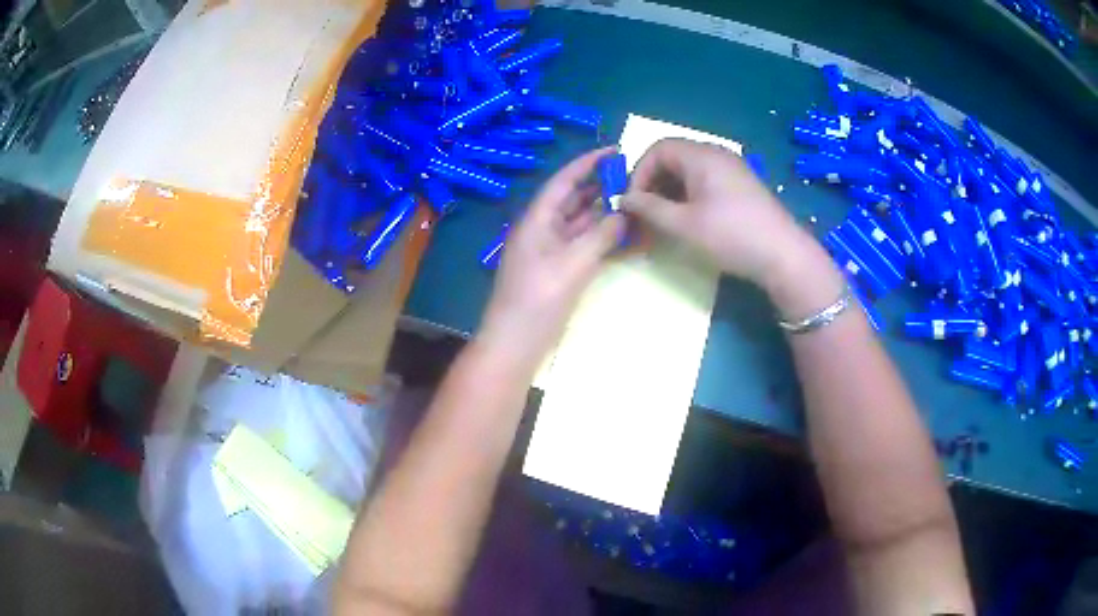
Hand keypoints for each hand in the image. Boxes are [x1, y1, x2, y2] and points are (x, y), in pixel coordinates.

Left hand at [478, 147, 625, 368]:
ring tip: (634, 202)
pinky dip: (602, 238)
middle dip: (600, 187)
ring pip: (580, 223)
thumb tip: (624, 213)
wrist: (515, 343)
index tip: (615, 149)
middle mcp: (542, 229)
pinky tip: (624, 235)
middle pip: (573, 199)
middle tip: (632, 178)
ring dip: (603, 213)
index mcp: (537, 220)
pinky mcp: (558, 270)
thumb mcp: (572, 265)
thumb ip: (601, 236)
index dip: (588, 163)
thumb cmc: (537, 301)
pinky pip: (582, 245)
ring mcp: (550, 251)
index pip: (564, 181)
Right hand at [621, 138, 825, 293]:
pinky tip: (688, 220)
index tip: (632, 202)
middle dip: (653, 183)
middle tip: (645, 213)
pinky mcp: (741, 186)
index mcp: (701, 155)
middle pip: (673, 158)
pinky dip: (688, 195)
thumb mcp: (684, 225)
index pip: (657, 149)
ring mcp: (731, 169)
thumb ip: (649, 209)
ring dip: (669, 191)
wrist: (783, 255)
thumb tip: (623, 200)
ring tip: (663, 220)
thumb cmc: (731, 235)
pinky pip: (705, 181)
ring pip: (688, 171)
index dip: (638, 173)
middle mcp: (716, 154)